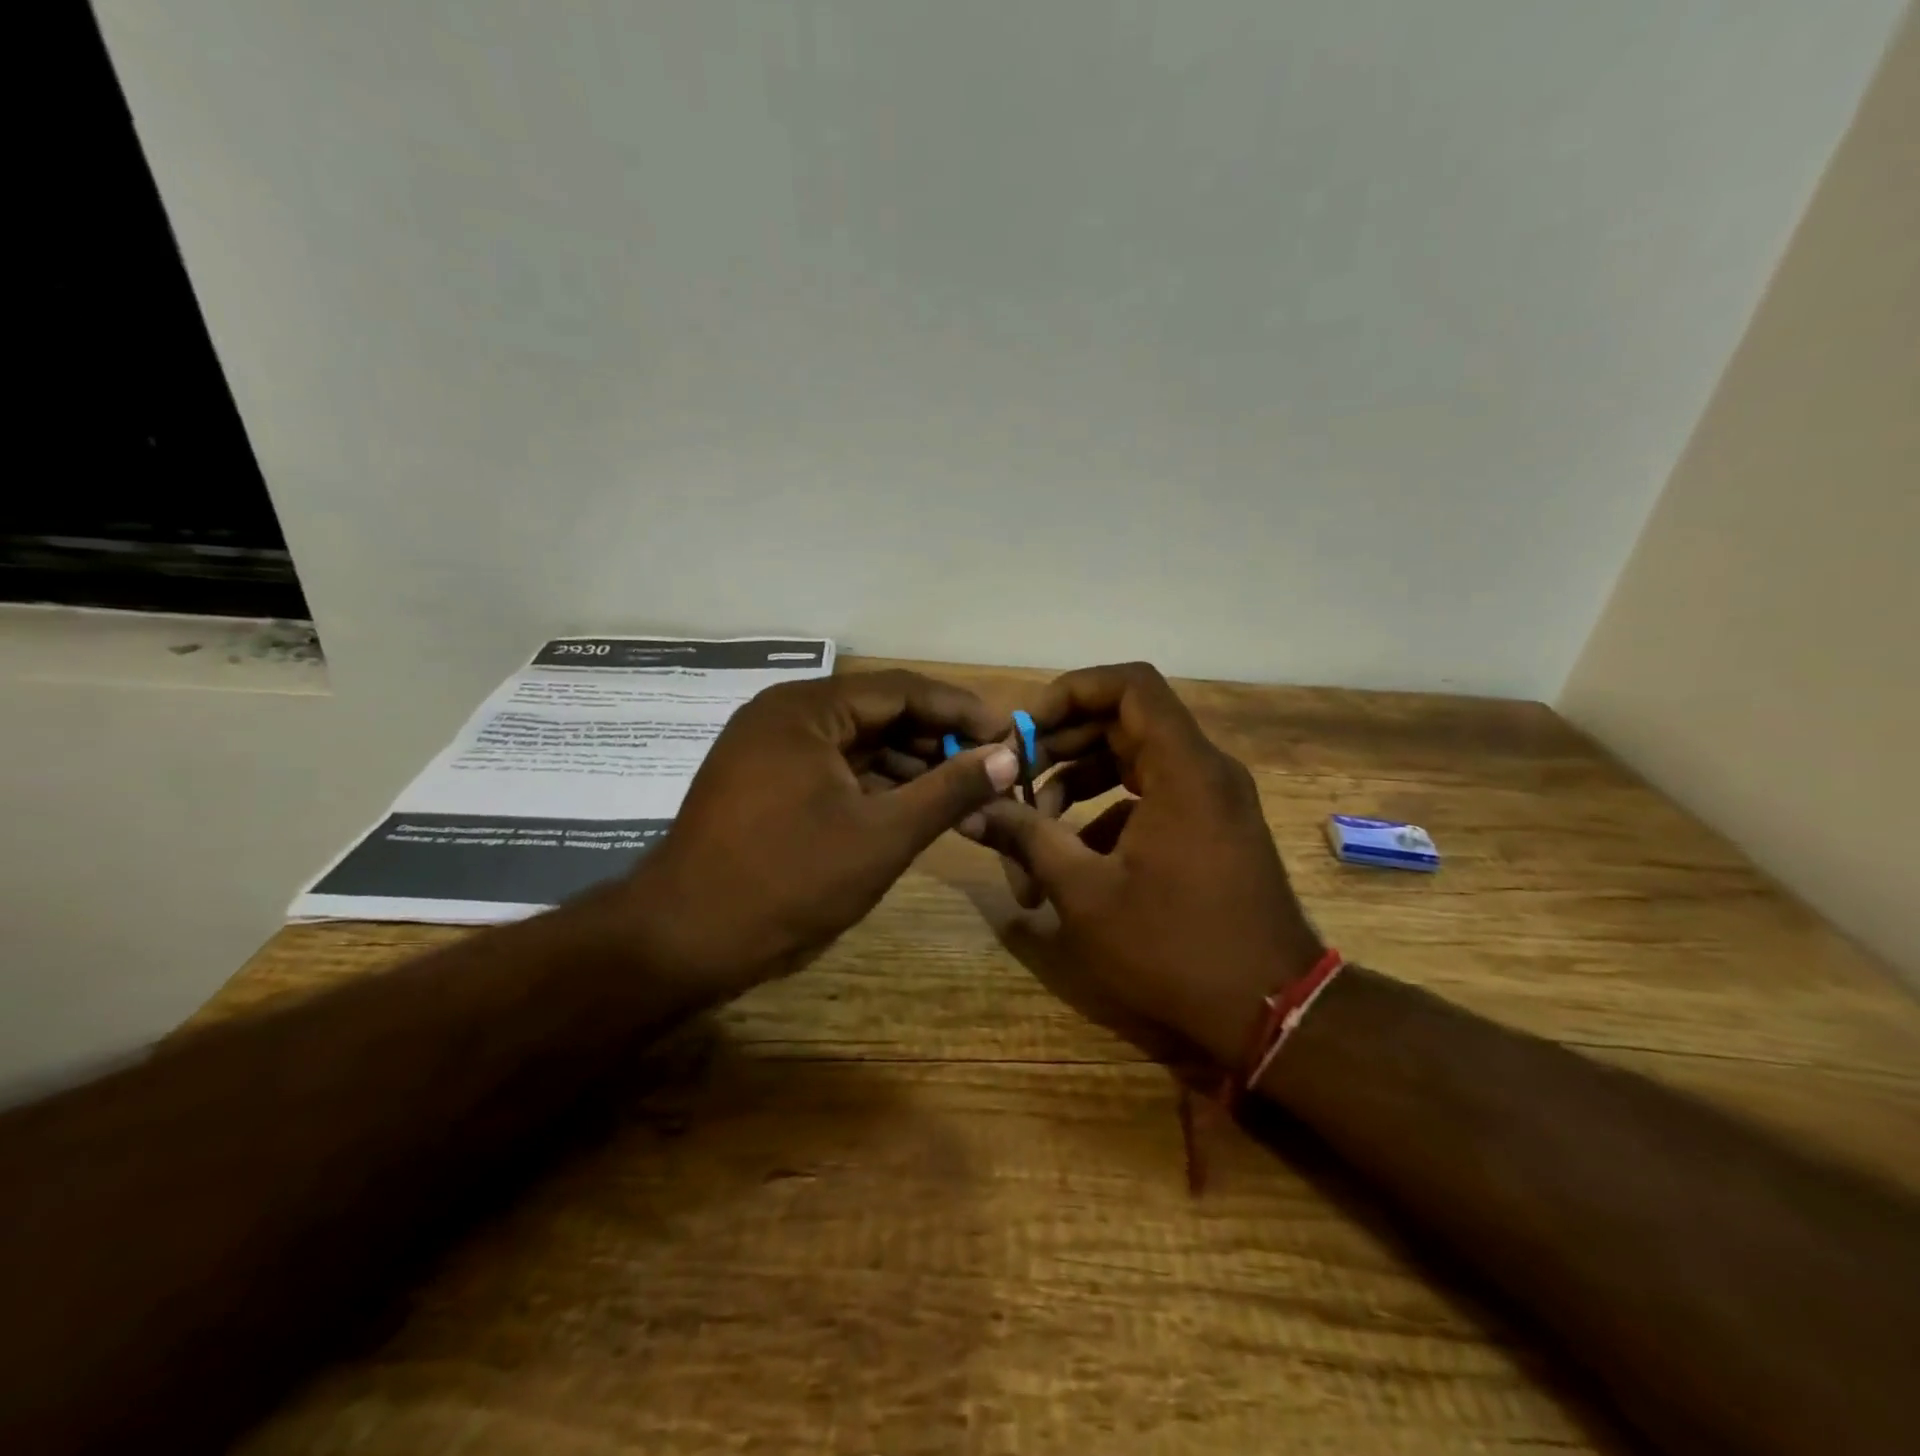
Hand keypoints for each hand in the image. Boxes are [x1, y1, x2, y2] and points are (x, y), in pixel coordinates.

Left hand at [622, 670, 1019, 990]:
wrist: (683, 941)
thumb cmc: (789, 880)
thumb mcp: (882, 834)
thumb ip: (949, 790)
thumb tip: (1006, 756)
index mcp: (806, 710)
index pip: (901, 690)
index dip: (959, 710)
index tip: (1006, 735)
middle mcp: (784, 716)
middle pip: (877, 712)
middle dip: (935, 738)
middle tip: (988, 766)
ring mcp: (768, 750)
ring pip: (856, 743)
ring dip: (907, 764)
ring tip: (959, 790)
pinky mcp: (762, 784)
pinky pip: (832, 769)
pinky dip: (873, 784)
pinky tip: (910, 807)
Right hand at [972, 663, 1321, 1067]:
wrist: (1272, 1010)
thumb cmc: (1175, 946)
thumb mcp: (1085, 893)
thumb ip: (1026, 838)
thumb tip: (970, 810)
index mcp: (1183, 768)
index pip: (1129, 684)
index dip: (1071, 692)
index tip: (1026, 729)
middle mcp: (1203, 770)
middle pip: (1123, 723)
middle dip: (1061, 746)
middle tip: (1014, 779)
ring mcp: (1211, 800)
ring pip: (1132, 762)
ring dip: (1077, 785)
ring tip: (1032, 829)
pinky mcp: (1210, 830)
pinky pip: (1151, 798)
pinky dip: (1106, 814)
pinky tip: (1073, 860)